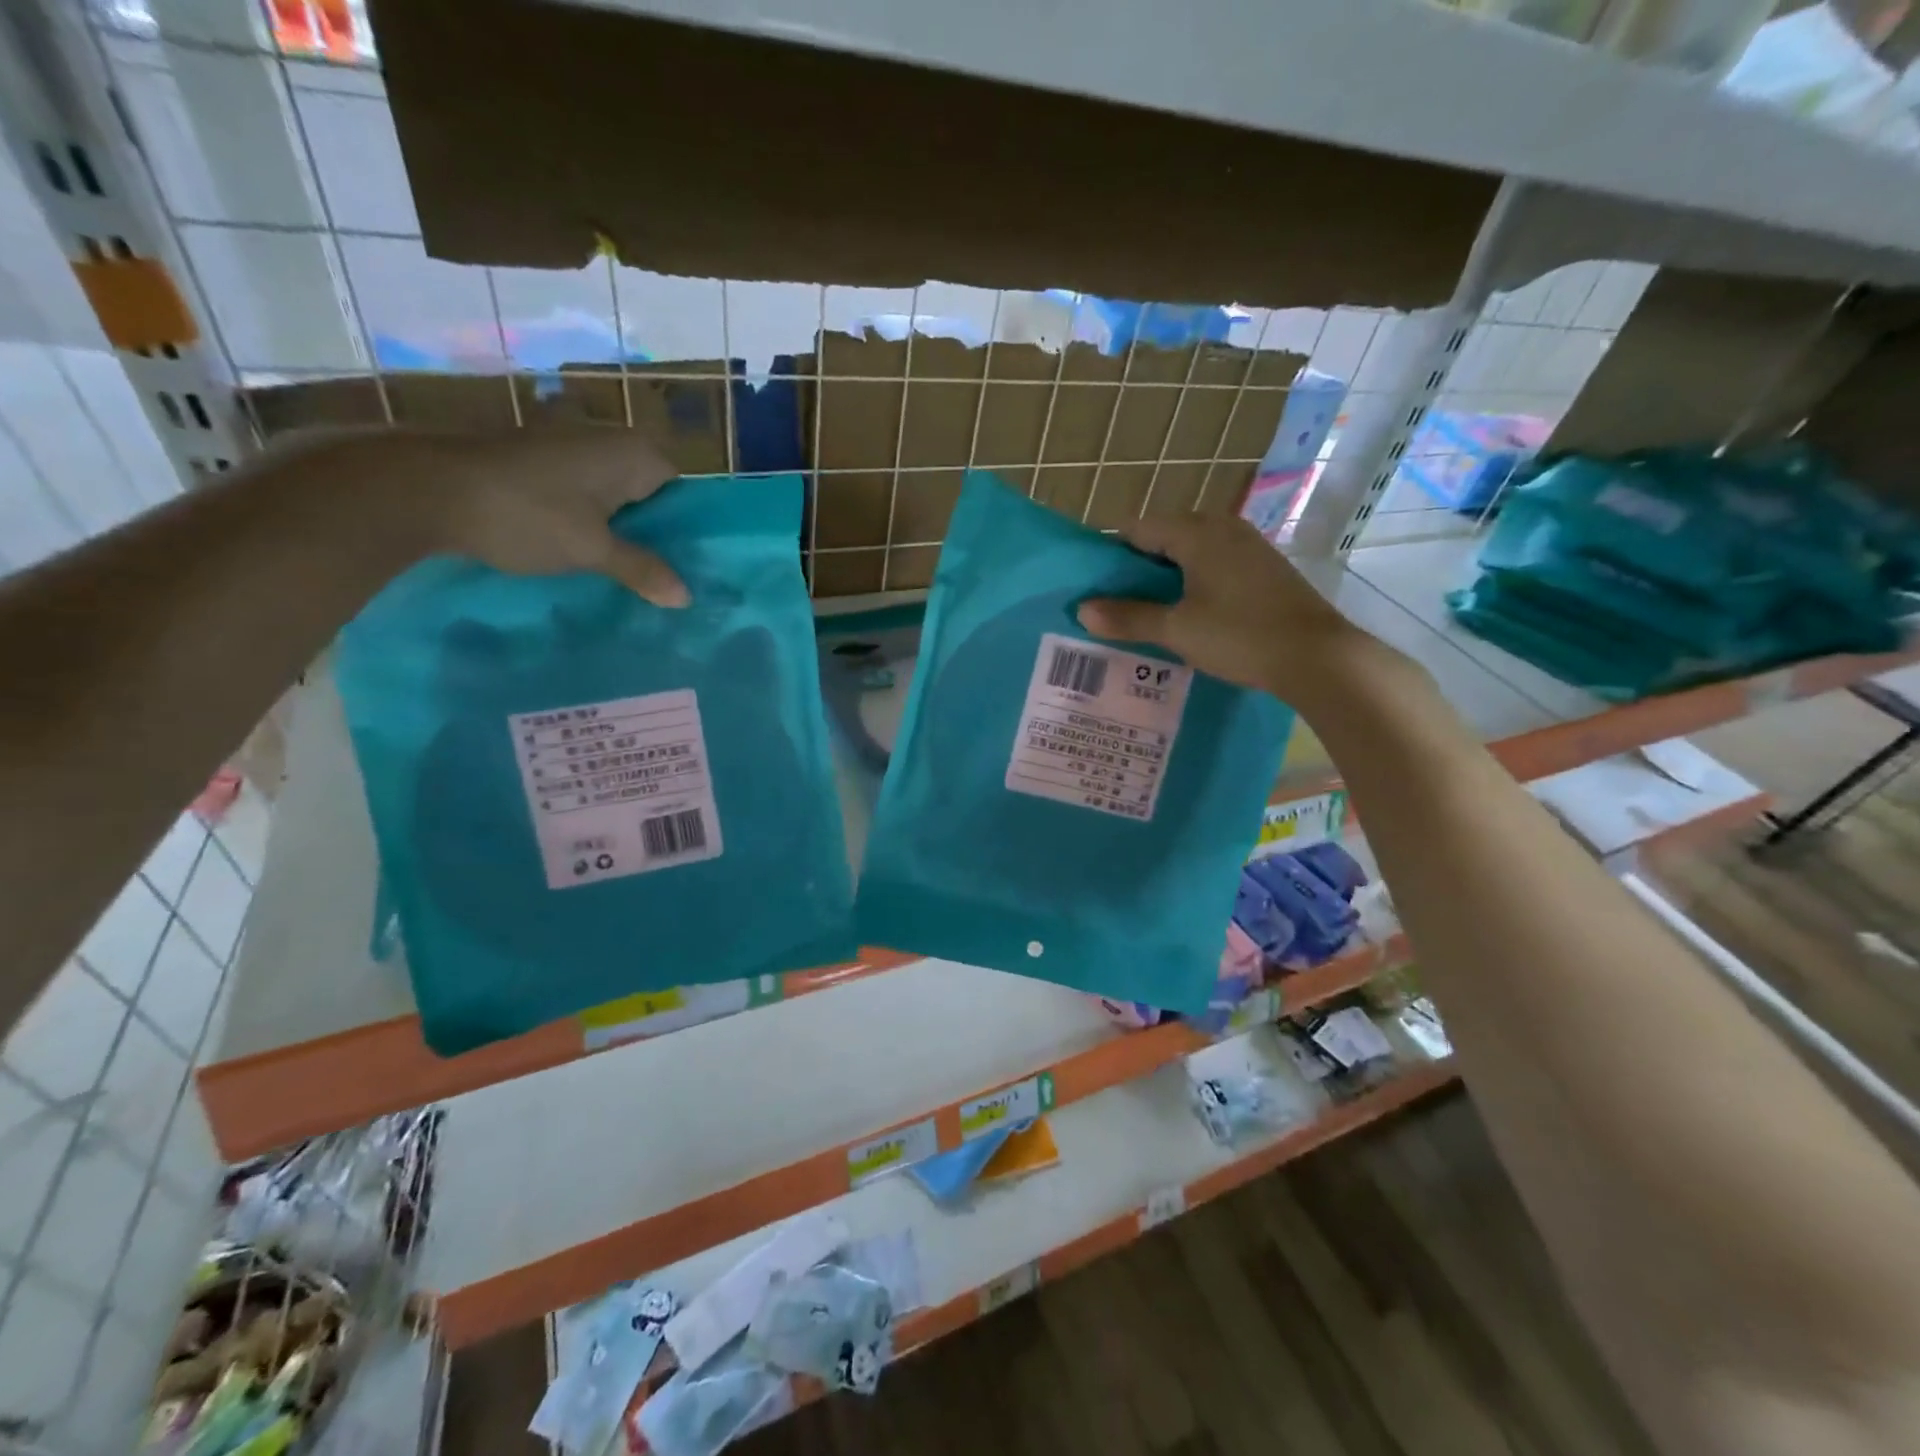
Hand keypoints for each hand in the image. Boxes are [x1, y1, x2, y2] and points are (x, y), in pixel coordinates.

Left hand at [350, 429, 690, 606]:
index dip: (686, 528)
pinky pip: (583, 495)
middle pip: (649, 493)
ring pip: (614, 496)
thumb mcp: (593, 550)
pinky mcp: (538, 461)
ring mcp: (568, 448)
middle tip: (664, 578)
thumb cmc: (527, 514)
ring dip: (621, 530)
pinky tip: (587, 555)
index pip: (681, 490)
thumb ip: (642, 570)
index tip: (688, 566)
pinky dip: (589, 522)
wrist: (427, 490)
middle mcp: (605, 440)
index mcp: (631, 452)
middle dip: (654, 533)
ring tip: (631, 575)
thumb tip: (686, 598)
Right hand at [1076, 511, 1374, 700]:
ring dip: (1167, 577)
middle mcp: (1223, 527)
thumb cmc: (1240, 635)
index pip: (1137, 528)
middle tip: (1118, 604)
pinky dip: (1195, 582)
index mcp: (1196, 532)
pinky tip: (1190, 614)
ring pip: (1191, 552)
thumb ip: (1128, 618)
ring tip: (1150, 612)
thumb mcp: (1176, 630)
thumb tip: (1082, 610)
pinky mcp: (1265, 568)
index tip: (1096, 586)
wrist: (1317, 656)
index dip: (1112, 555)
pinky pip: (1215, 564)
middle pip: (1164, 537)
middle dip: (1138, 568)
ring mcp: (1248, 546)